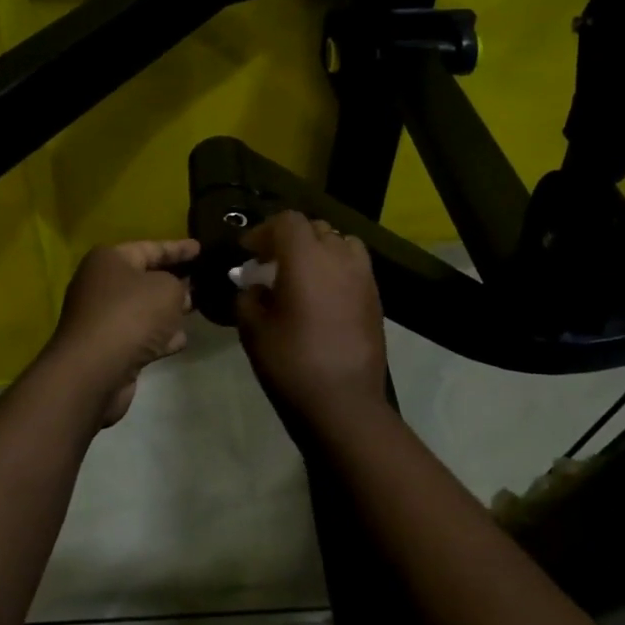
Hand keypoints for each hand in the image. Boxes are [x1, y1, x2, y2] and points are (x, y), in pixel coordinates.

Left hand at [46, 239, 198, 426]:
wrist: (95, 369)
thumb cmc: (131, 315)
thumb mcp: (167, 289)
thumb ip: (179, 285)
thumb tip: (179, 294)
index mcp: (109, 260)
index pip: (151, 248)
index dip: (178, 248)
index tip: (201, 248)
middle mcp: (100, 285)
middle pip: (145, 278)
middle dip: (174, 280)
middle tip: (201, 280)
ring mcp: (101, 318)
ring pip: (143, 308)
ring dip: (167, 311)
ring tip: (196, 309)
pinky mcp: (106, 347)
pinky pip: (139, 334)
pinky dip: (159, 336)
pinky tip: (180, 340)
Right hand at [235, 212, 388, 425]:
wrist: (344, 403)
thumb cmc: (291, 363)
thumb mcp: (253, 329)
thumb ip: (248, 297)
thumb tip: (255, 286)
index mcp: (306, 258)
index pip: (287, 221)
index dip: (263, 231)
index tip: (248, 252)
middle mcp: (339, 257)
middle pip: (315, 228)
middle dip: (290, 238)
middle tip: (271, 262)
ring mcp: (363, 277)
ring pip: (341, 242)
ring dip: (319, 249)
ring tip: (302, 273)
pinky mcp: (376, 298)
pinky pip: (355, 266)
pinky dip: (337, 268)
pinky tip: (323, 296)